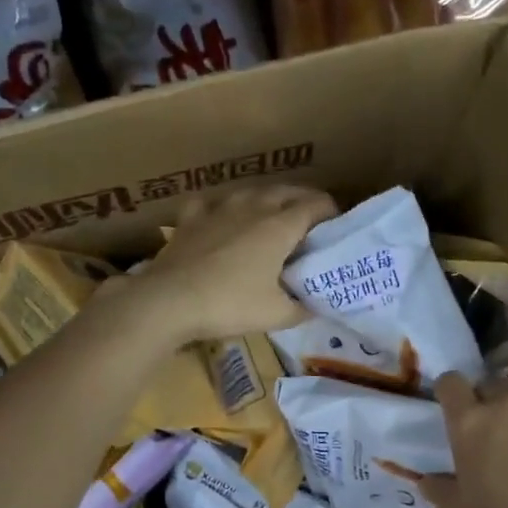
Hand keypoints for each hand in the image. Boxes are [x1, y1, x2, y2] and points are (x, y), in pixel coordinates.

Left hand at [129, 185, 337, 341]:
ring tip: (271, 215)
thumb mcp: (276, 315)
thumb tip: (314, 306)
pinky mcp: (190, 218)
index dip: (331, 212)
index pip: (315, 205)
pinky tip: (221, 218)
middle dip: (303, 201)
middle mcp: (252, 207)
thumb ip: (301, 308)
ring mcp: (218, 209)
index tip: (337, 226)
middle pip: (286, 192)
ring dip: (266, 200)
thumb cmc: (230, 305)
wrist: (170, 300)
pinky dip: (223, 208)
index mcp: (279, 226)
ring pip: (250, 192)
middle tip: (311, 221)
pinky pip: (212, 204)